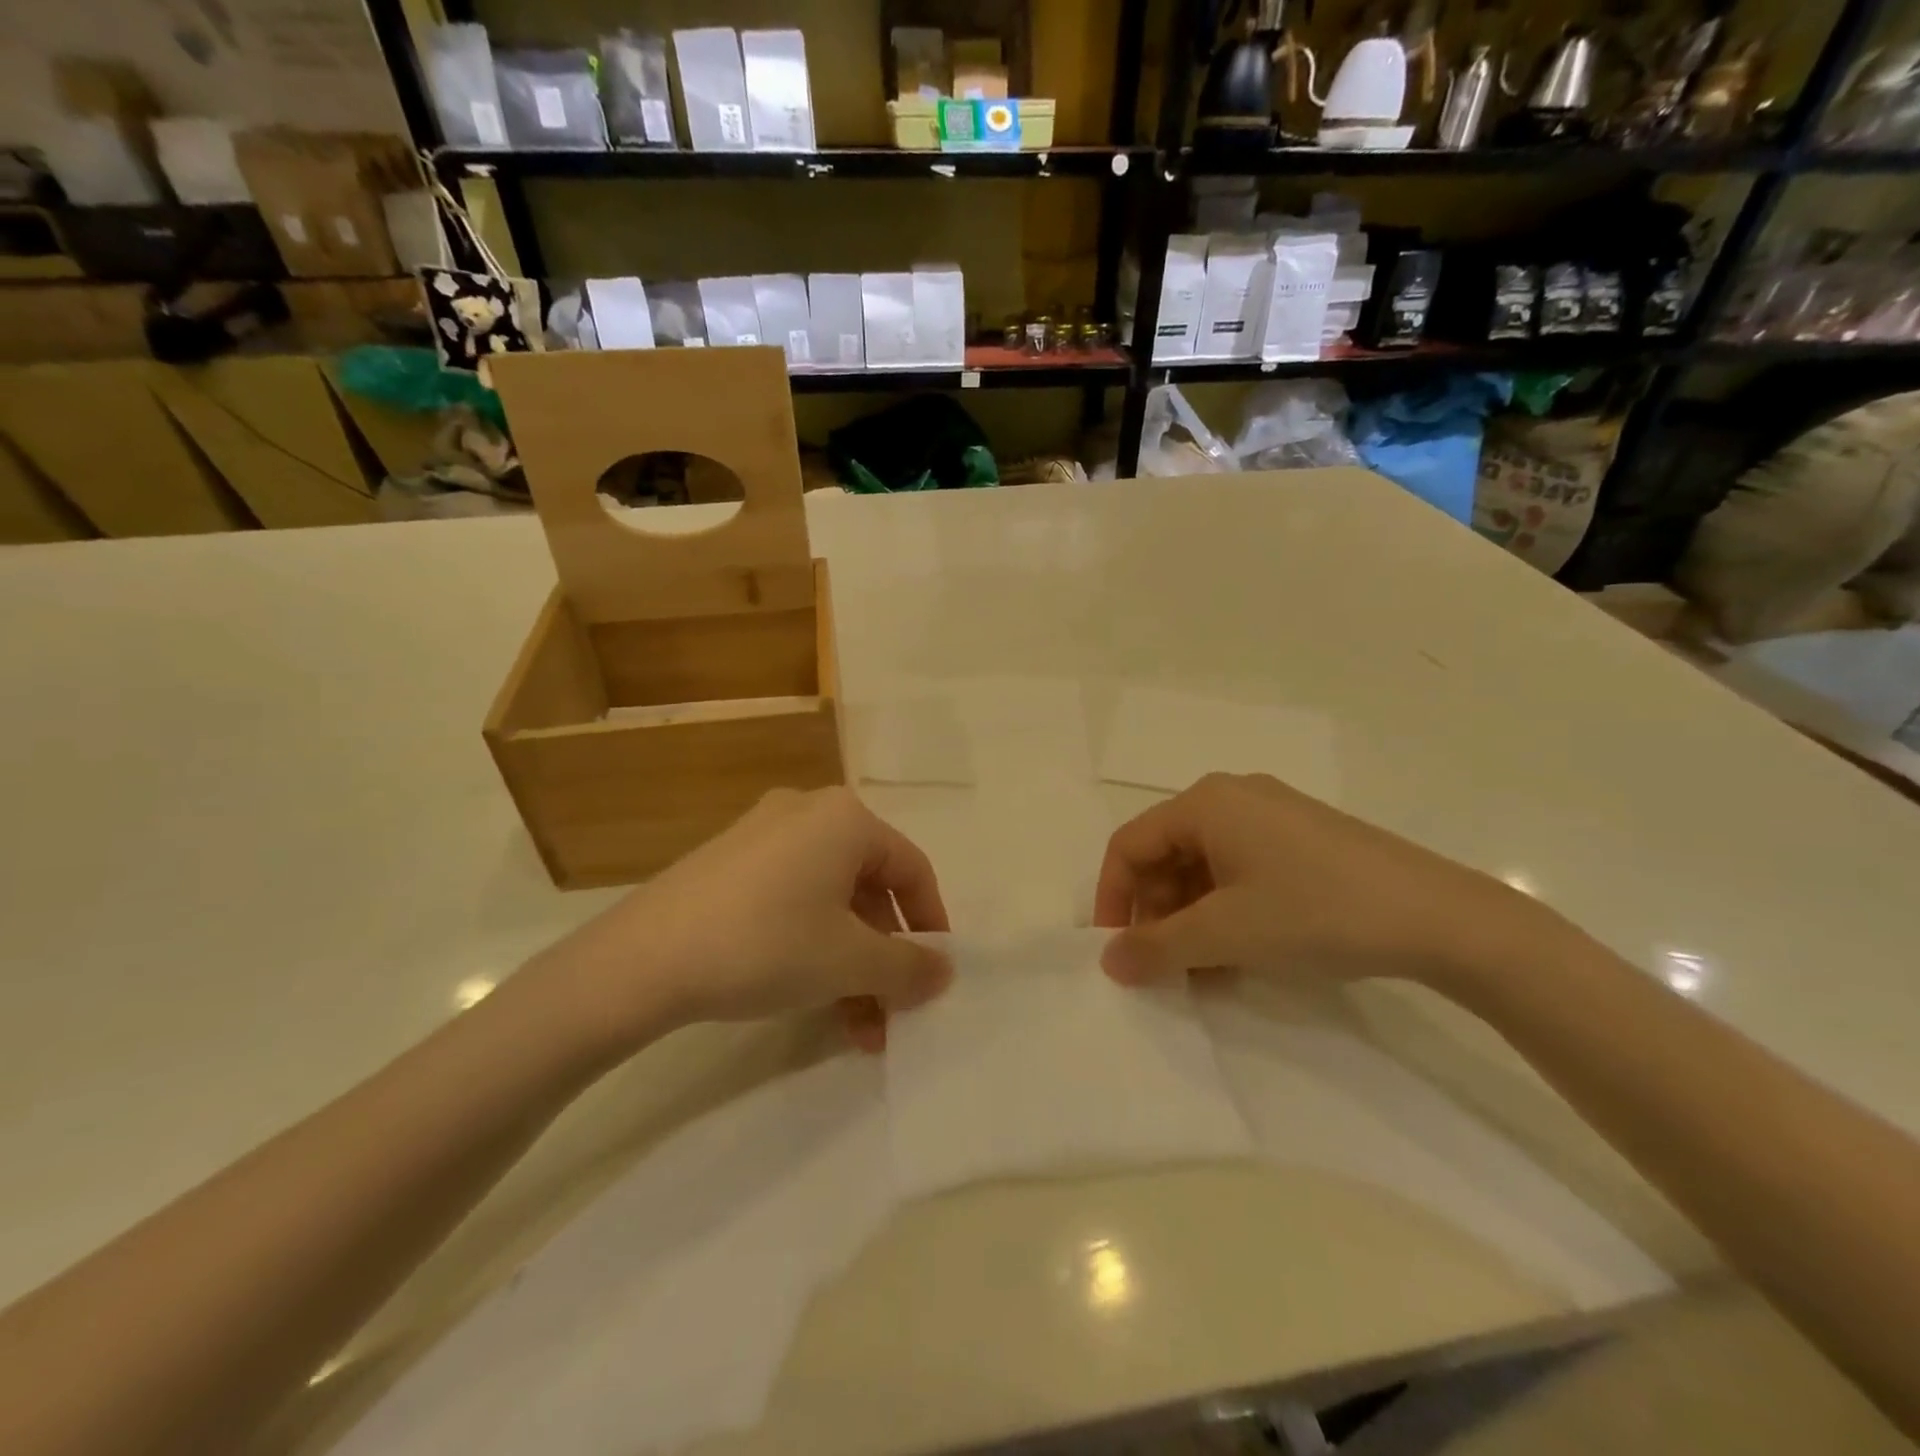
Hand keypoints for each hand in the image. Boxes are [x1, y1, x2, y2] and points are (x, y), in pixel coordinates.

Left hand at [525, 788, 951, 1055]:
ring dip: (849, 963)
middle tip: (890, 1012)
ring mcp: (761, 836)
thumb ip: (908, 967)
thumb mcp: (849, 962)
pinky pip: (790, 901)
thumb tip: (943, 972)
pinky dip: (810, 946)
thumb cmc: (766, 944)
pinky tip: (808, 999)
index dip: (930, 925)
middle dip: (884, 958)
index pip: (912, 869)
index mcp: (845, 819)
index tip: (933, 976)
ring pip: (828, 902)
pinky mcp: (727, 865)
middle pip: (868, 889)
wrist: (641, 960)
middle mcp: (807, 813)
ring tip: (854, 1028)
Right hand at [1093, 773, 1551, 990]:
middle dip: (1156, 913)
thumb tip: (1109, 961)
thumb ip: (1157, 947)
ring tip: (1202, 971)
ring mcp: (1273, 817)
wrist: (1441, 918)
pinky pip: (1242, 871)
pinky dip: (1227, 911)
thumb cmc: (1315, 912)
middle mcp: (1233, 798)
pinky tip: (1240, 955)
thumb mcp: (1226, 934)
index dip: (1112, 898)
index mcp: (1206, 803)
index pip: (1130, 844)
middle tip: (1163, 966)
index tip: (1115, 951)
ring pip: (1204, 867)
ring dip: (1191, 919)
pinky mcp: (1303, 840)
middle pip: (1166, 854)